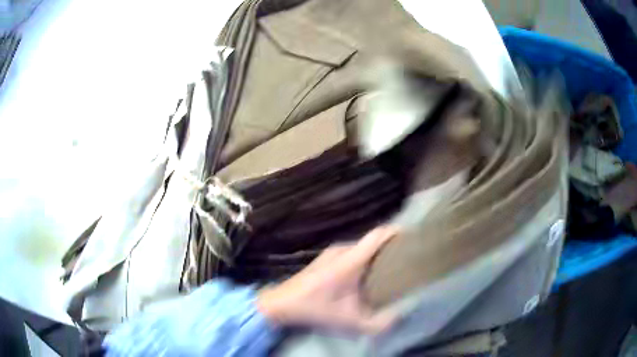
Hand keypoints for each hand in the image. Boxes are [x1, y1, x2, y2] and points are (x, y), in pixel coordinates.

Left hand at [256, 226, 397, 334]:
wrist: (281, 303)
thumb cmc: (315, 309)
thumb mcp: (349, 321)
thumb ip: (378, 323)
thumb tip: (400, 316)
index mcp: (349, 260)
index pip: (377, 235)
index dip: (396, 232)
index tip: (413, 236)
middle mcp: (342, 249)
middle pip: (373, 240)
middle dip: (391, 246)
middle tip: (407, 258)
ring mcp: (332, 252)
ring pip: (362, 246)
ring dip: (378, 253)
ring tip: (393, 265)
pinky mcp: (326, 257)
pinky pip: (353, 251)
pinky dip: (365, 257)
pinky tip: (369, 272)